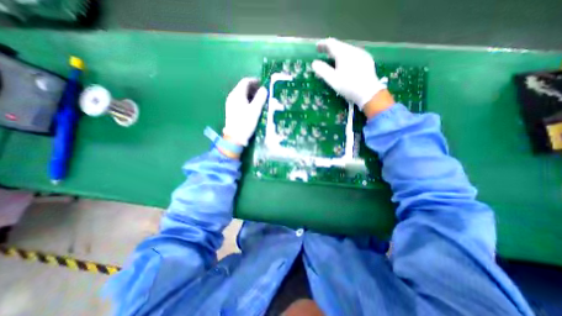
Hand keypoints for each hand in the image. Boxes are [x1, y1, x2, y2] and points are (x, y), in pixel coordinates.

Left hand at [222, 78, 266, 147]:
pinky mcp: (231, 110)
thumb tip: (264, 89)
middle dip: (253, 88)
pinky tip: (252, 106)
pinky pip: (239, 100)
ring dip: (250, 94)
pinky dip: (247, 100)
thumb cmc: (245, 123)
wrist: (234, 137)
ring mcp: (230, 103)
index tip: (263, 84)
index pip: (245, 82)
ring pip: (241, 94)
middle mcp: (232, 96)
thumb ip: (260, 98)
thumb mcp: (255, 110)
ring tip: (259, 100)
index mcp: (237, 94)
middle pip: (243, 87)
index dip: (255, 81)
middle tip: (263, 93)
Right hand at [312, 37, 390, 114]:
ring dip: (339, 54)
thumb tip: (314, 63)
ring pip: (347, 51)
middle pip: (340, 46)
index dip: (322, 44)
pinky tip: (346, 65)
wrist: (369, 92)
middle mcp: (353, 50)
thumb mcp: (332, 80)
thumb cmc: (348, 86)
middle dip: (330, 50)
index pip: (331, 43)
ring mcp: (362, 54)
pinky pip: (354, 55)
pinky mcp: (367, 60)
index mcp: (344, 53)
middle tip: (324, 55)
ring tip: (333, 60)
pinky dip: (346, 58)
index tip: (317, 48)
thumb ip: (322, 70)